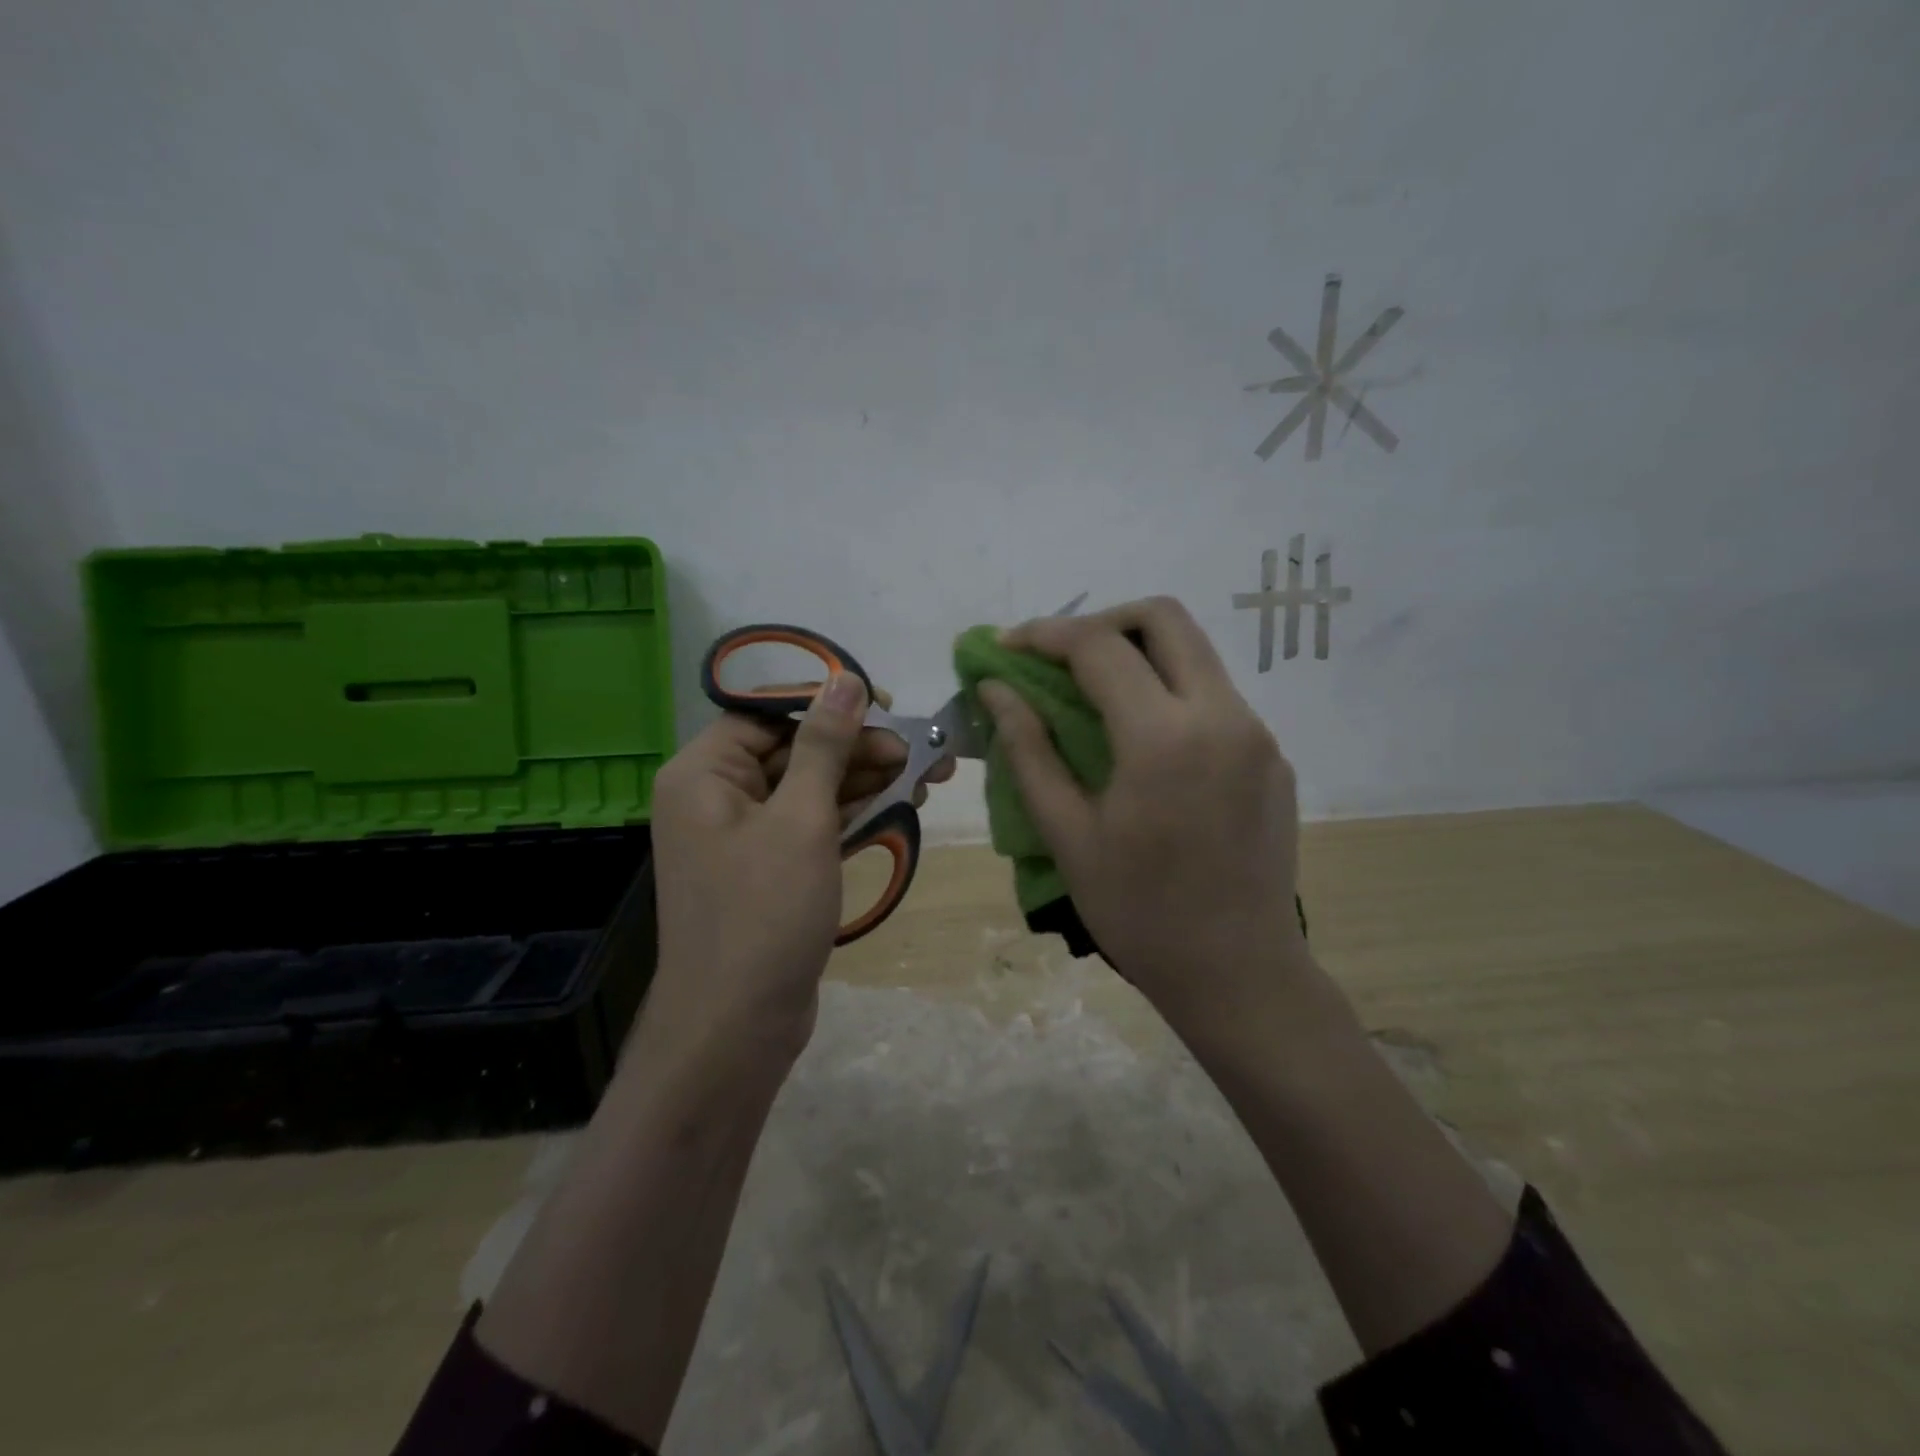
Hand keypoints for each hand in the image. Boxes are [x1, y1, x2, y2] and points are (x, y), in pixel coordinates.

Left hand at [643, 676, 953, 1057]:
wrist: (738, 1025)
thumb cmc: (764, 911)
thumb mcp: (801, 818)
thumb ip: (824, 746)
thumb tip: (846, 679)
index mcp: (703, 773)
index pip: (767, 714)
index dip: (826, 705)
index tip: (884, 707)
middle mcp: (715, 797)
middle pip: (794, 752)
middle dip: (858, 750)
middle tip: (921, 752)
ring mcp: (743, 837)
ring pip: (809, 790)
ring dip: (864, 781)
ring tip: (926, 776)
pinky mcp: (769, 870)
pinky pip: (811, 825)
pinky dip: (852, 816)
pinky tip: (900, 805)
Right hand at [977, 597, 1311, 1039]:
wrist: (1238, 973)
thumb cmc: (1139, 912)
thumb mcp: (1067, 834)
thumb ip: (1028, 750)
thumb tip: (995, 690)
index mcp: (1164, 738)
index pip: (1098, 646)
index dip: (1044, 634)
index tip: (1007, 645)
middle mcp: (1222, 715)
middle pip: (1163, 617)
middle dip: (1102, 621)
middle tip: (1060, 657)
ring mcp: (1257, 733)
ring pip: (1196, 652)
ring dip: (1139, 653)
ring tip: (1094, 694)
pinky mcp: (1273, 756)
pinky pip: (1216, 696)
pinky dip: (1170, 692)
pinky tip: (1144, 742)